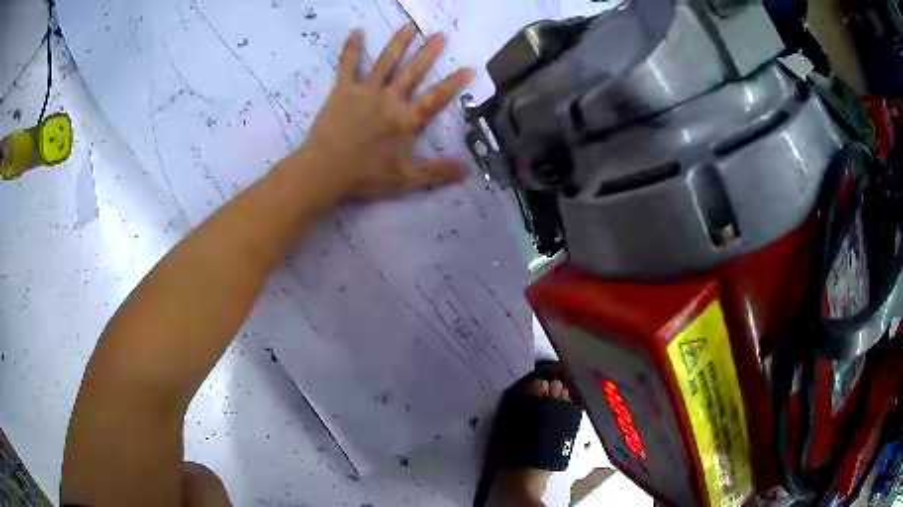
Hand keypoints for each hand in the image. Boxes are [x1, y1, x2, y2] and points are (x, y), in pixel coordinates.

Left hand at [295, 25, 472, 201]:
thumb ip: (437, 172)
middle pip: (413, 72)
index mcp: (406, 120)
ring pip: (385, 62)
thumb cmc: (365, 176)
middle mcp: (389, 100)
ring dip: (398, 43)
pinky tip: (357, 31)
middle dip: (428, 53)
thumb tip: (468, 170)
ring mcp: (365, 92)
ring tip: (409, 26)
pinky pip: (348, 65)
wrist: (325, 171)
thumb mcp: (406, 179)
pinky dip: (352, 48)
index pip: (436, 98)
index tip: (469, 67)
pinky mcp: (343, 91)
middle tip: (440, 34)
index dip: (453, 83)